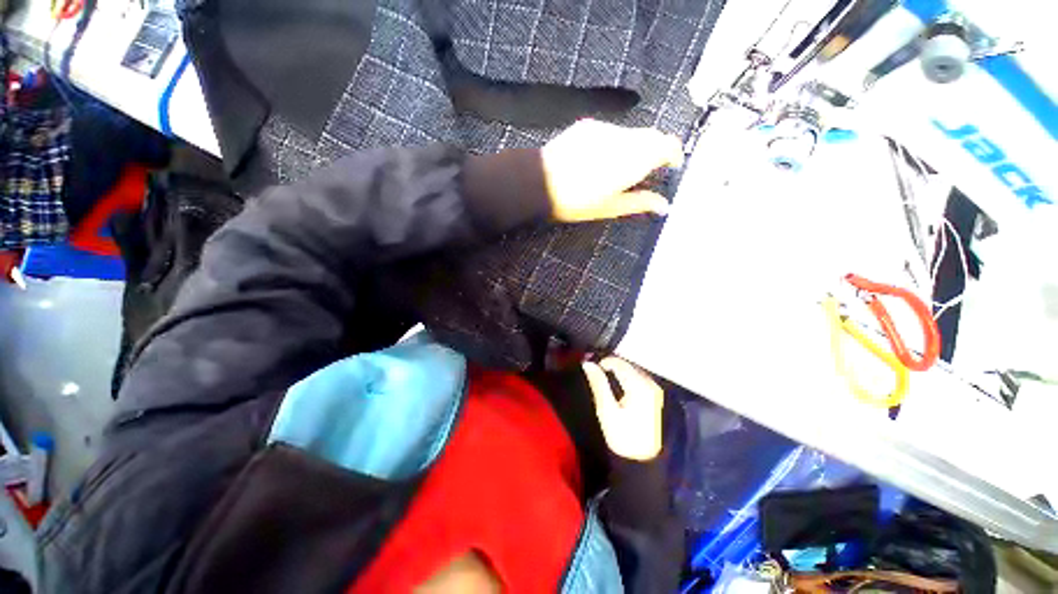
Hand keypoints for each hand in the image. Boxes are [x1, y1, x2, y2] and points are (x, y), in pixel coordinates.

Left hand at [542, 119, 683, 222]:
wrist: (539, 183)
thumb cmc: (576, 202)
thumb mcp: (610, 207)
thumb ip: (640, 202)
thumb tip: (664, 205)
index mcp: (634, 159)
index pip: (668, 144)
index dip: (674, 154)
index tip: (671, 166)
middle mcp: (624, 137)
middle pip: (651, 135)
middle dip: (654, 151)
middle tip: (644, 173)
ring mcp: (604, 128)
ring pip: (630, 133)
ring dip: (632, 147)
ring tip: (614, 170)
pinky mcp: (587, 125)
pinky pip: (610, 131)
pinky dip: (613, 143)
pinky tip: (597, 160)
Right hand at [582, 357, 663, 460]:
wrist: (644, 460)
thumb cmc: (623, 436)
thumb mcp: (606, 410)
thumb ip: (598, 384)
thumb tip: (588, 364)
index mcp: (638, 385)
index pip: (619, 363)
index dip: (603, 362)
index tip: (591, 368)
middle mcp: (650, 383)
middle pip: (628, 365)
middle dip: (612, 365)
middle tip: (596, 372)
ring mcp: (655, 390)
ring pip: (634, 370)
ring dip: (620, 371)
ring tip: (605, 378)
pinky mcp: (656, 396)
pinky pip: (639, 378)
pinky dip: (628, 378)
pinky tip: (619, 386)